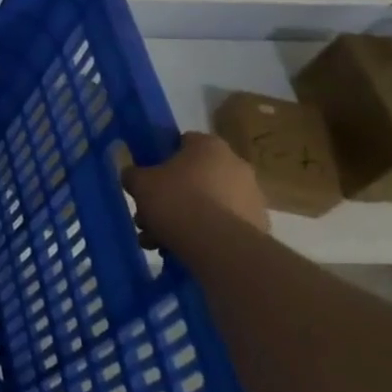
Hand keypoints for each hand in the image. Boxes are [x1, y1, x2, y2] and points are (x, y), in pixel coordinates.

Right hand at [122, 132, 269, 246]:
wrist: (218, 244)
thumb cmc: (176, 200)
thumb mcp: (139, 183)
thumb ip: (133, 174)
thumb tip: (134, 175)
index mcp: (209, 146)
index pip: (182, 142)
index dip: (161, 158)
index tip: (148, 177)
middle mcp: (236, 164)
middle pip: (194, 176)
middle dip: (170, 196)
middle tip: (148, 216)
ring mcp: (251, 196)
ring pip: (206, 203)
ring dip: (183, 218)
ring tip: (158, 241)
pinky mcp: (258, 224)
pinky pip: (221, 224)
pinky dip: (203, 234)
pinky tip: (181, 248)